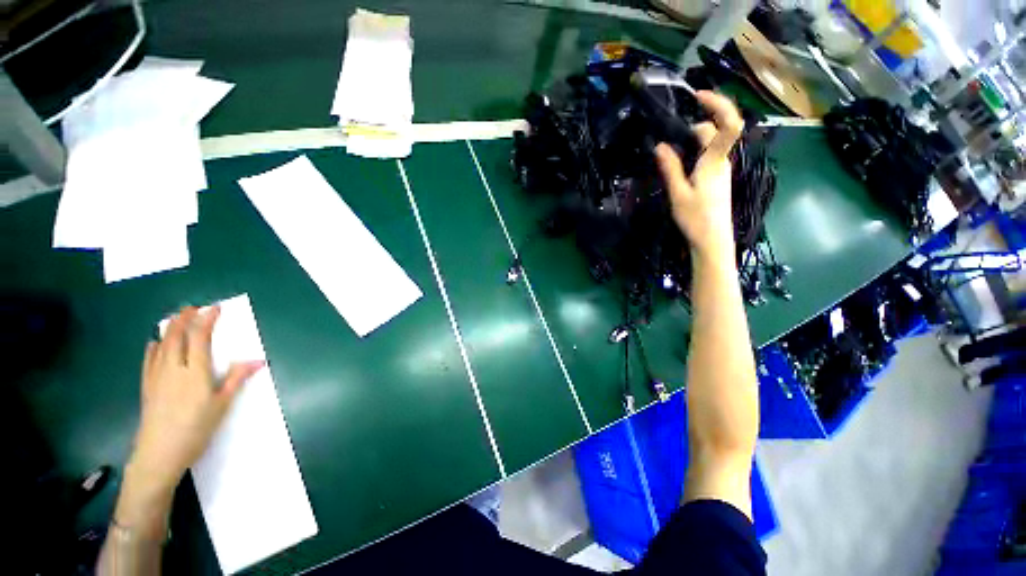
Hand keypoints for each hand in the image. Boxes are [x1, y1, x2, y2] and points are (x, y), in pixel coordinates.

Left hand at [128, 306, 262, 492]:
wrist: (159, 454)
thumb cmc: (196, 429)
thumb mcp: (222, 405)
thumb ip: (237, 379)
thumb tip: (258, 360)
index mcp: (195, 372)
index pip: (200, 338)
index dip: (207, 320)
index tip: (214, 308)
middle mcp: (173, 369)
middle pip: (176, 337)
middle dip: (184, 319)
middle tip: (192, 307)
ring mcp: (157, 377)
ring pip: (161, 345)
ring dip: (169, 329)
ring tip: (175, 319)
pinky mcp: (147, 387)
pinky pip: (149, 360)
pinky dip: (153, 347)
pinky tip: (154, 343)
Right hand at [655, 90, 743, 262]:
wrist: (712, 240)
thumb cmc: (695, 219)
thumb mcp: (678, 194)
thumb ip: (670, 168)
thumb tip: (659, 145)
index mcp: (714, 162)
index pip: (728, 124)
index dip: (718, 104)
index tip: (698, 96)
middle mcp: (722, 161)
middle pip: (715, 131)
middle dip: (694, 128)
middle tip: (670, 141)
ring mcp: (721, 170)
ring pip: (711, 145)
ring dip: (693, 143)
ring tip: (671, 157)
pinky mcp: (718, 179)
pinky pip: (709, 157)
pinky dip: (695, 154)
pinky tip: (681, 168)